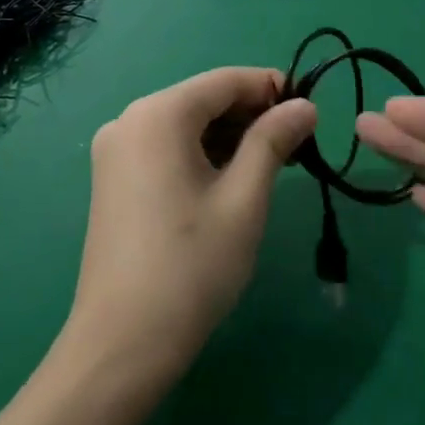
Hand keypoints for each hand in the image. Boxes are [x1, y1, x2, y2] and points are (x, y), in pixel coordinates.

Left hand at [72, 68, 316, 382]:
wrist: (122, 344)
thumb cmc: (191, 266)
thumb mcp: (244, 199)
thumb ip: (273, 141)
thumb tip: (305, 105)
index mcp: (157, 114)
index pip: (224, 81)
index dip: (271, 87)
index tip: (310, 110)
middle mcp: (130, 120)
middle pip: (203, 100)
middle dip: (252, 115)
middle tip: (298, 144)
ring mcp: (116, 151)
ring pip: (186, 124)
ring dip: (230, 136)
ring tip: (274, 164)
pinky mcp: (114, 179)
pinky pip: (167, 147)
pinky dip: (203, 154)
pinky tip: (233, 178)